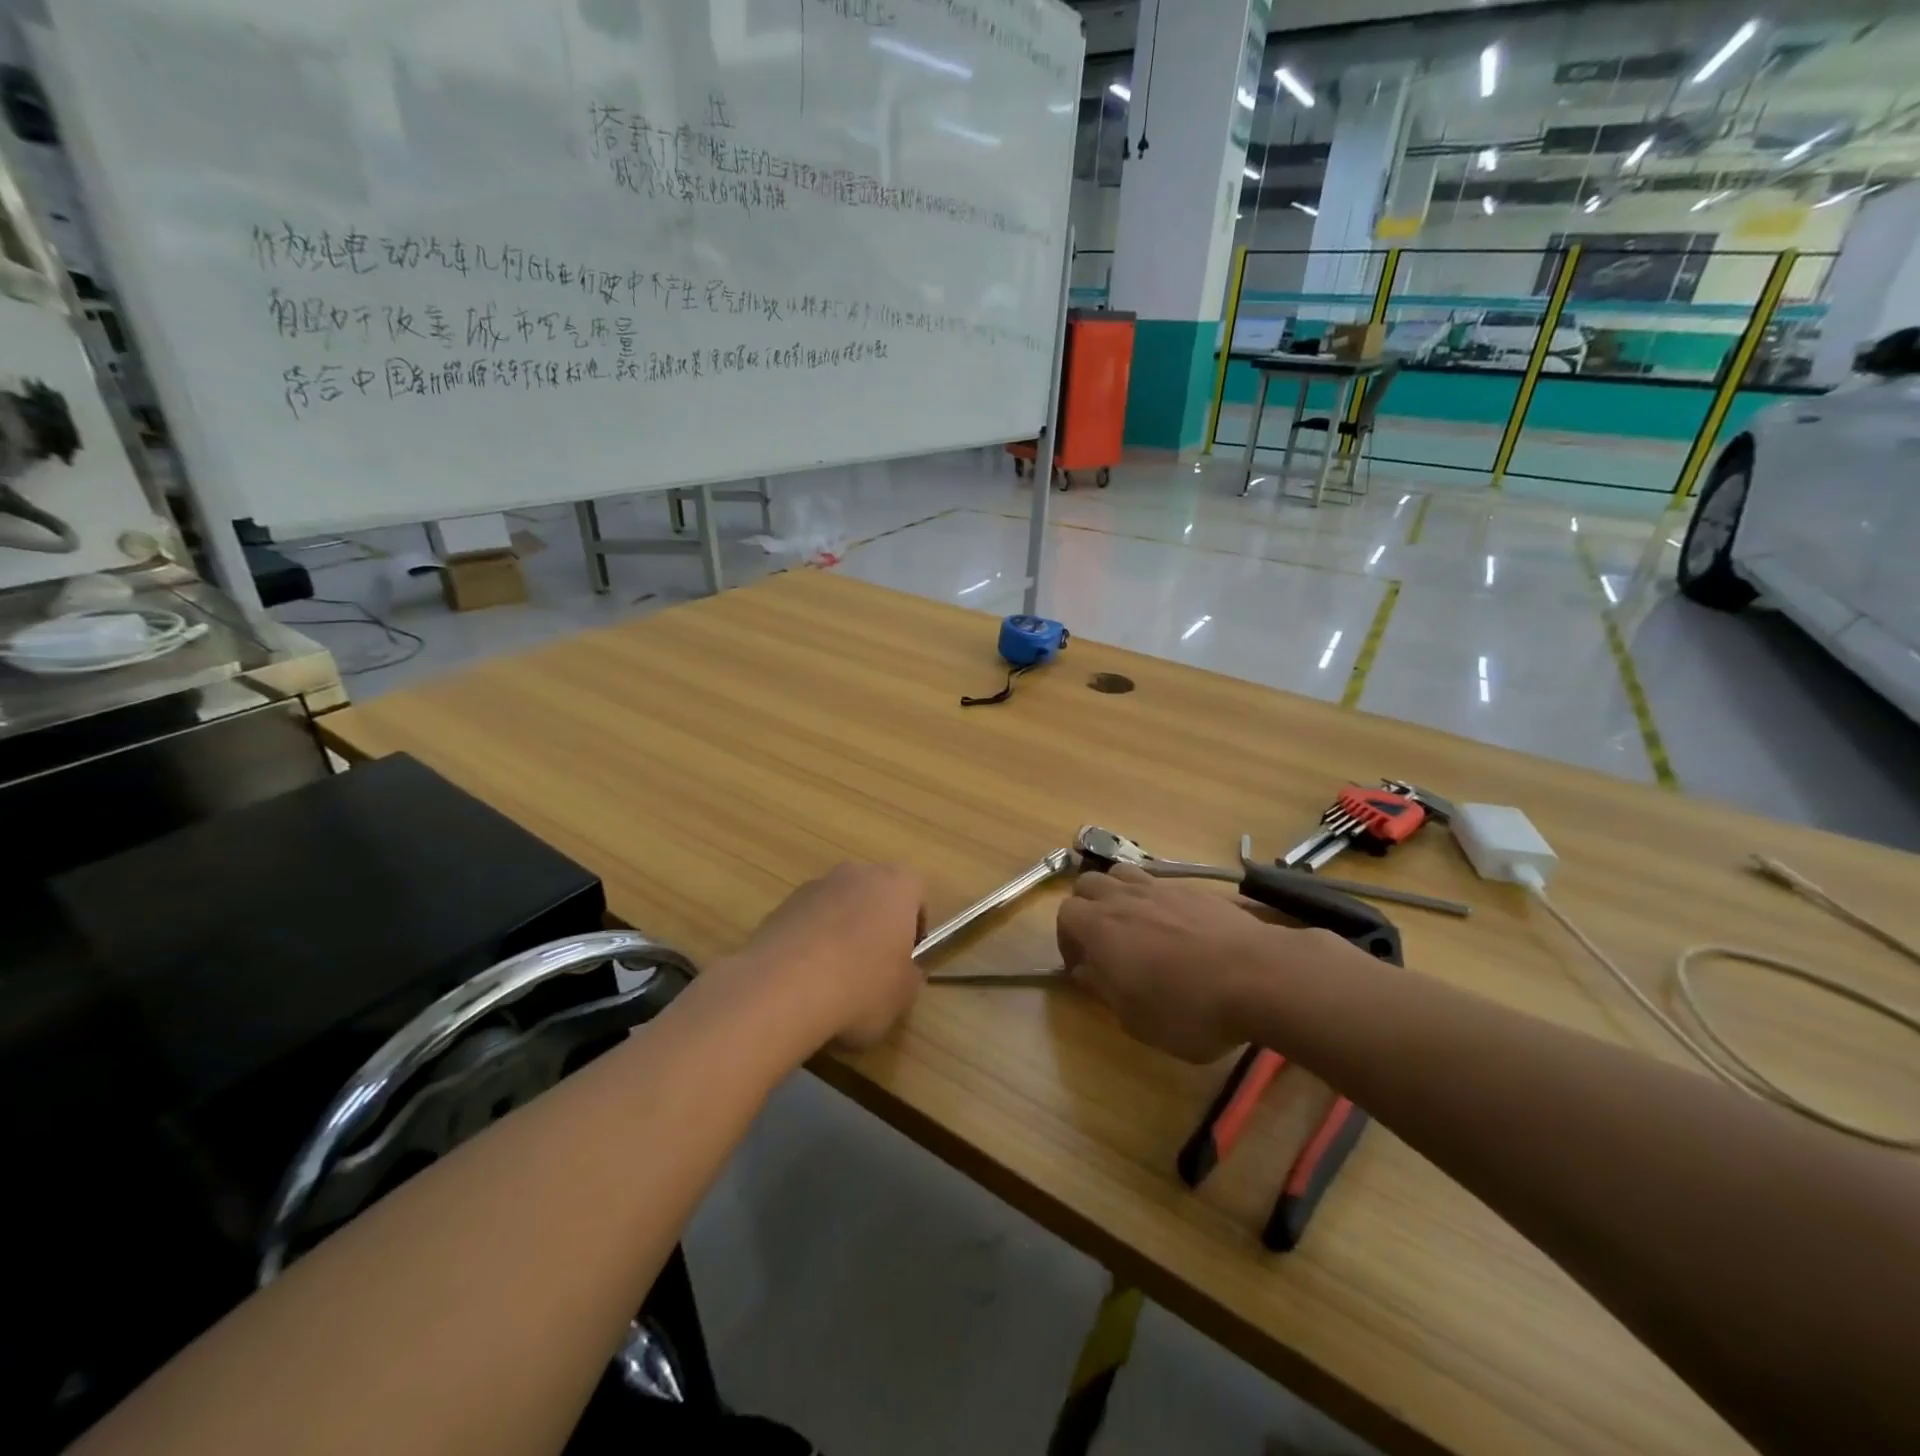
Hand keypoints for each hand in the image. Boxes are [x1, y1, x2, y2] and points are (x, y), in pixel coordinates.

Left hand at [729, 862, 926, 1049]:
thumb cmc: (861, 985)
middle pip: (874, 895)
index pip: (915, 894)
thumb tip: (903, 972)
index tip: (907, 959)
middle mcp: (856, 874)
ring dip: (840, 933)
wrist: (783, 989)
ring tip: (833, 980)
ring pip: (838, 907)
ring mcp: (814, 887)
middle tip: (873, 968)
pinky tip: (804, 980)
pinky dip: (809, 944)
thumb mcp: (904, 994)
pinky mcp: (780, 906)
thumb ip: (910, 975)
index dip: (914, 928)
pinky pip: (807, 923)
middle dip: (875, 925)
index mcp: (896, 884)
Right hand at [1058, 865, 1318, 1061]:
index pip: (1065, 914)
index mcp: (1100, 928)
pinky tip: (1173, 926)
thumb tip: (1085, 970)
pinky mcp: (1193, 889)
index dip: (1067, 939)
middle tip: (1101, 940)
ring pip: (1122, 874)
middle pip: (1088, 884)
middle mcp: (1124, 898)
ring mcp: (1160, 888)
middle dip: (1086, 907)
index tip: (1081, 965)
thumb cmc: (1187, 1008)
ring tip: (1132, 923)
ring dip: (1116, 893)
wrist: (1257, 975)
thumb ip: (1103, 989)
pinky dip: (1153, 898)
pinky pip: (1159, 883)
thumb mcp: (1136, 1018)